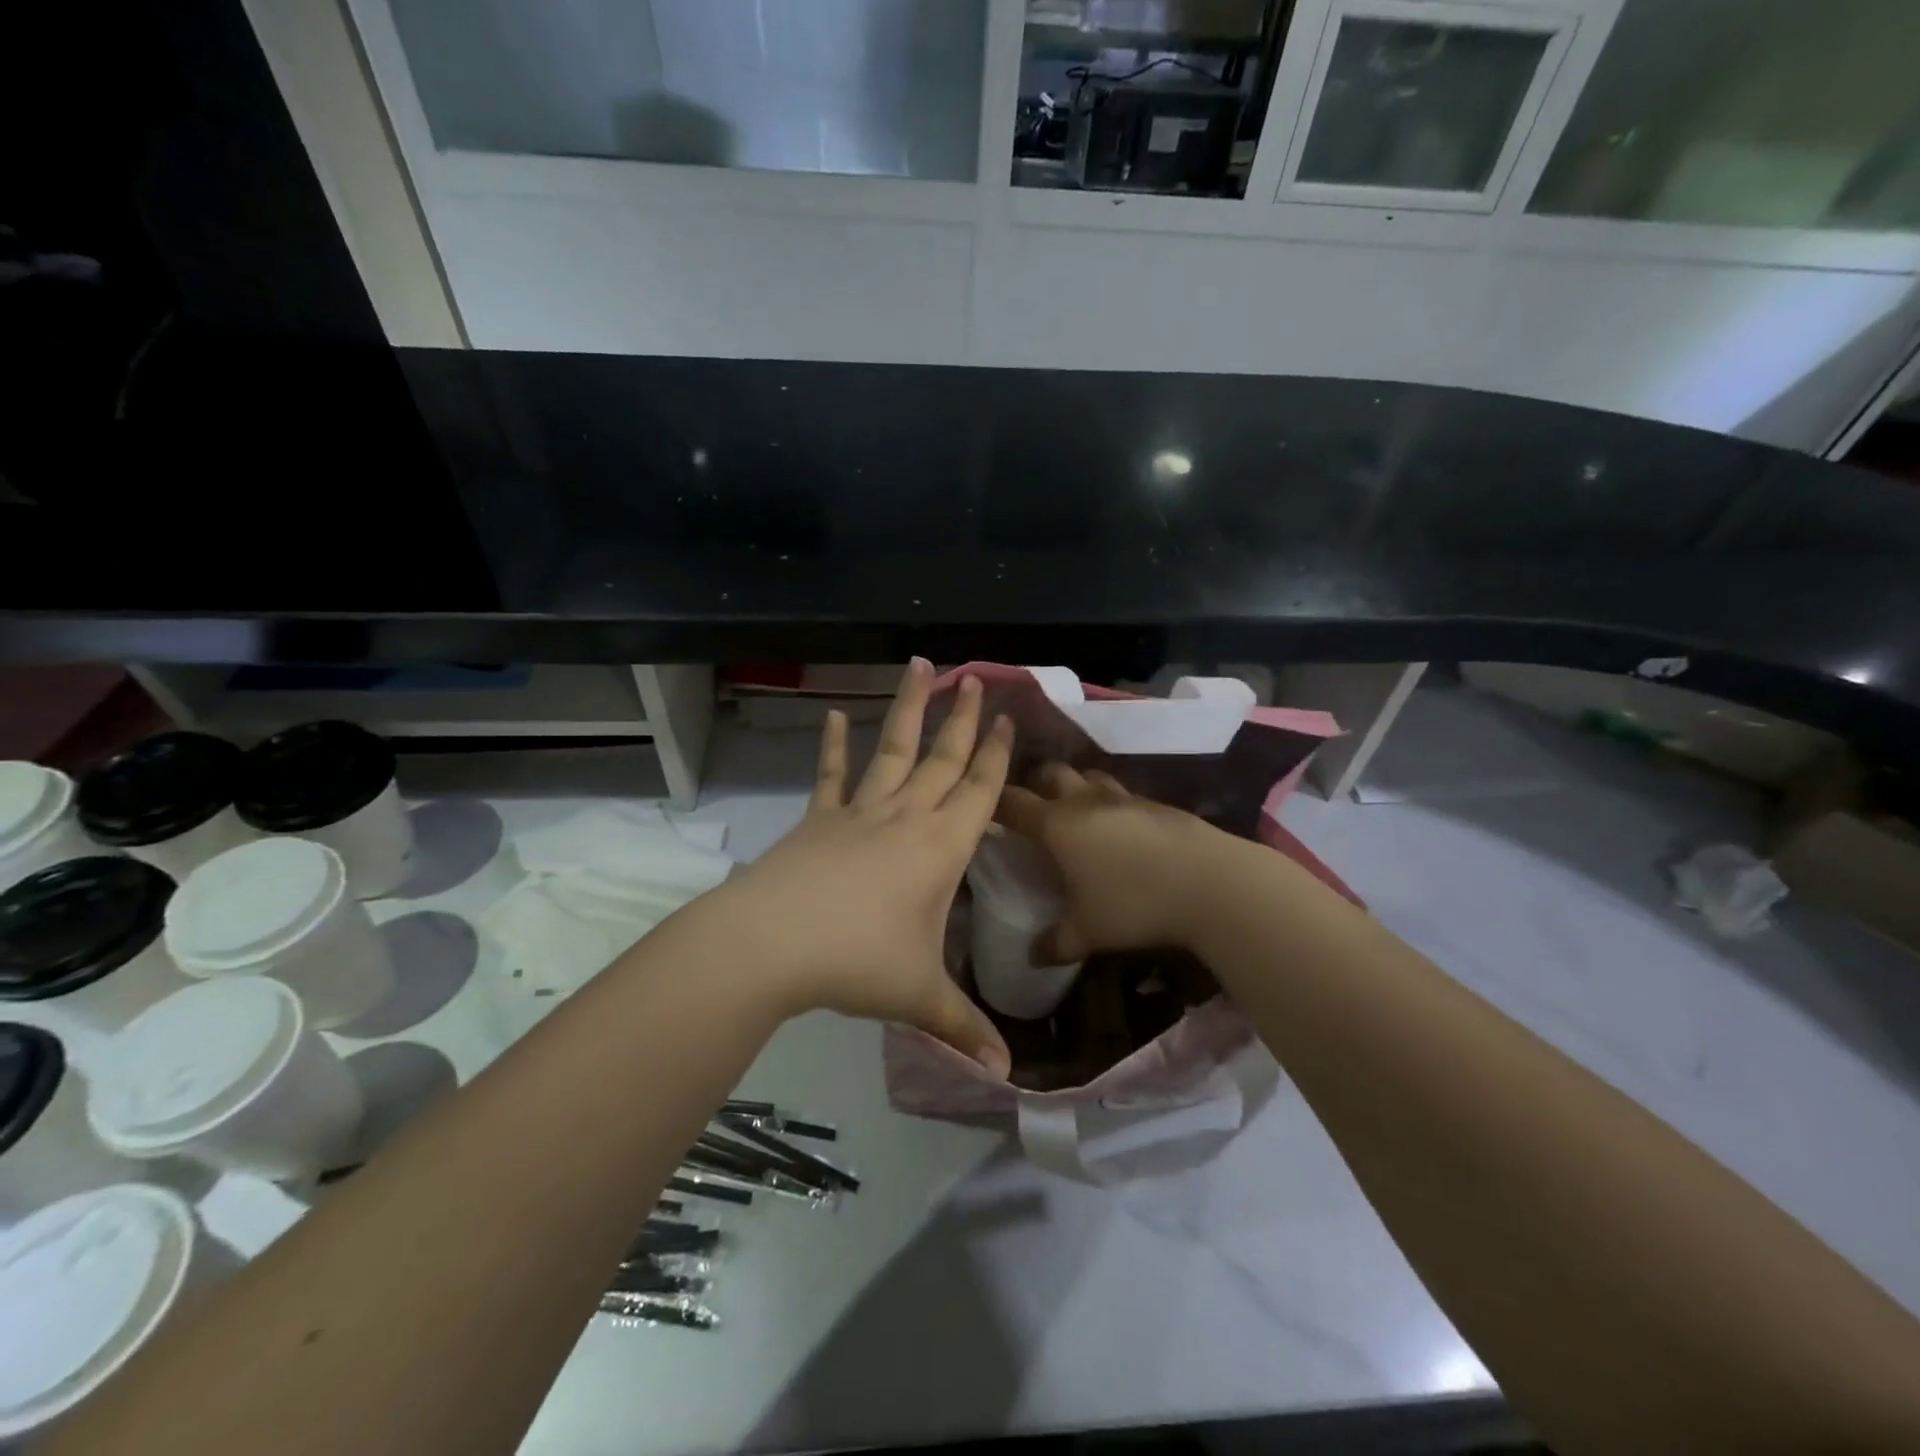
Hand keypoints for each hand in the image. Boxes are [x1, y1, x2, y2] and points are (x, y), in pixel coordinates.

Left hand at [719, 659, 1013, 1076]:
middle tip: (976, 678)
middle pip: (944, 758)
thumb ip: (963, 1029)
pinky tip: (832, 716)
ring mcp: (860, 813)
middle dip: (963, 719)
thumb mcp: (919, 997)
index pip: (980, 790)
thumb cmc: (858, 962)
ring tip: (920, 667)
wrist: (772, 943)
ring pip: (894, 751)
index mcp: (941, 847)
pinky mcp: (820, 819)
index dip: (996, 754)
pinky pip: (832, 777)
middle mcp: (906, 817)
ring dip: (909, 710)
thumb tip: (1005, 1077)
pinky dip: (833, 747)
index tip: (1006, 717)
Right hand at [997, 763, 1237, 963]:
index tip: (985, 811)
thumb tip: (1032, 956)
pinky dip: (1110, 803)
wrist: (1212, 883)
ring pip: (1089, 775)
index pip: (1013, 803)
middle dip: (1036, 784)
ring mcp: (1123, 797)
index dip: (995, 804)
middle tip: (1033, 808)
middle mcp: (1085, 801)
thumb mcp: (1088, 932)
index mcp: (1057, 825)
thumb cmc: (1135, 904)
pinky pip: (1121, 794)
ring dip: (1076, 787)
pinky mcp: (1156, 803)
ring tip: (1076, 812)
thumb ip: (1055, 943)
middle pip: (1050, 773)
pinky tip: (1120, 829)